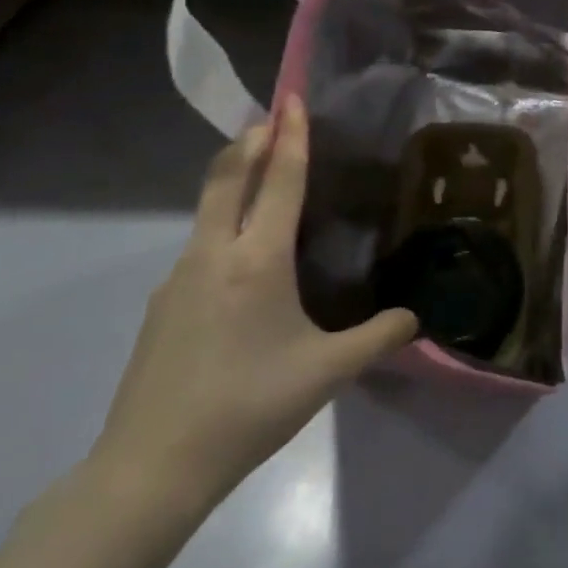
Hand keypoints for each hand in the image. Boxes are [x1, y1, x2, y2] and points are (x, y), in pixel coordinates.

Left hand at [92, 96, 416, 509]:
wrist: (151, 467)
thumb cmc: (249, 406)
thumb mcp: (328, 373)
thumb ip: (379, 338)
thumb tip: (416, 319)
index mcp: (258, 261)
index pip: (280, 182)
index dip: (291, 137)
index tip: (292, 99)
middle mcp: (214, 255)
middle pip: (228, 178)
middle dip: (252, 141)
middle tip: (271, 115)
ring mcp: (179, 278)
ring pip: (207, 210)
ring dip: (234, 179)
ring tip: (259, 176)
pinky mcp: (162, 306)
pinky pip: (198, 245)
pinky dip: (221, 223)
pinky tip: (238, 257)